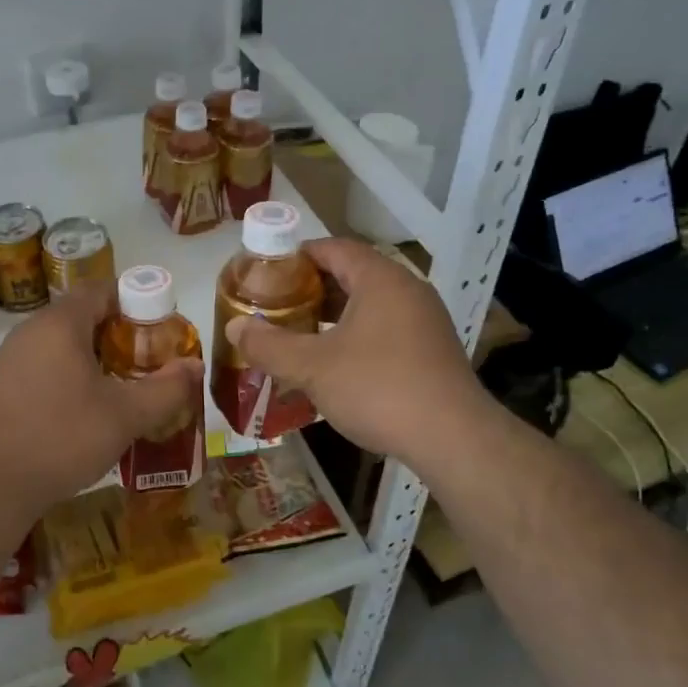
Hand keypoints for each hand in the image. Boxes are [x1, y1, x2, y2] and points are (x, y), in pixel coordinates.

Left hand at [0, 280, 201, 516]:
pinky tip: (74, 414)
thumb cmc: (62, 438)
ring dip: (87, 358)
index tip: (157, 327)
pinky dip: (61, 378)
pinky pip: (36, 369)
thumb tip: (195, 366)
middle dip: (114, 334)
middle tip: (142, 362)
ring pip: (56, 345)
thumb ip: (166, 388)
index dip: (134, 301)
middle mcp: (27, 331)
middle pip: (79, 316)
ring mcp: (4, 360)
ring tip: (114, 390)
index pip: (100, 289)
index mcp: (59, 324)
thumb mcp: (126, 416)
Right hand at [226, 238, 493, 469]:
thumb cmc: (378, 388)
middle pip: (353, 274)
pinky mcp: (433, 351)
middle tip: (278, 306)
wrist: (453, 439)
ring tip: (300, 334)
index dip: (299, 255)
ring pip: (371, 305)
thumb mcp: (312, 367)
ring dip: (335, 315)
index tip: (269, 272)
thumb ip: (269, 345)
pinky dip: (357, 336)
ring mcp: (425, 321)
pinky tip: (336, 364)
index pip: (335, 248)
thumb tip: (234, 328)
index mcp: (380, 279)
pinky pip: (386, 329)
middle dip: (313, 288)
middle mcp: (408, 290)